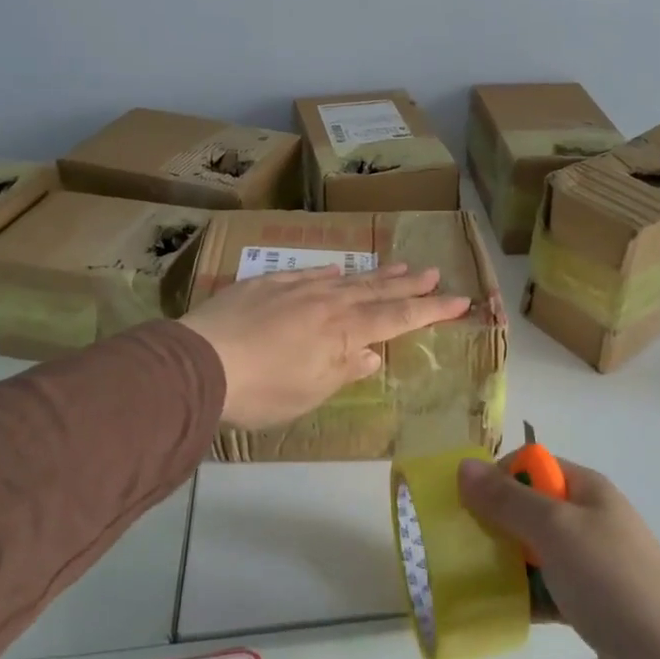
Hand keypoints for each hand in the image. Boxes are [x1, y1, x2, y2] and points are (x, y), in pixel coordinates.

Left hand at [180, 264, 471, 427]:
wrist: (200, 362)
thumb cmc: (260, 391)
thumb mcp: (309, 393)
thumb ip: (344, 370)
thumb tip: (372, 354)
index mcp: (343, 332)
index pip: (398, 318)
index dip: (431, 310)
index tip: (459, 300)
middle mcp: (328, 303)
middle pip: (378, 290)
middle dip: (410, 284)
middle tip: (435, 272)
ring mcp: (297, 288)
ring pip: (348, 277)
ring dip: (377, 273)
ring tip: (401, 265)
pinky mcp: (268, 283)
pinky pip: (310, 272)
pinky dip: (331, 271)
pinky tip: (339, 268)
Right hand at [458, 455, 659, 658]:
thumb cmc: (614, 582)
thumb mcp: (556, 530)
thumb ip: (508, 500)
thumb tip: (463, 466)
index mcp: (585, 490)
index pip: (531, 466)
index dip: (497, 477)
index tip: (463, 505)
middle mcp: (586, 521)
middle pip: (527, 509)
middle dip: (492, 522)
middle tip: (454, 544)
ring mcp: (588, 567)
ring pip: (531, 553)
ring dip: (501, 563)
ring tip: (460, 579)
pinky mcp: (586, 609)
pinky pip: (542, 592)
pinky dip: (519, 598)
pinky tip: (489, 611)